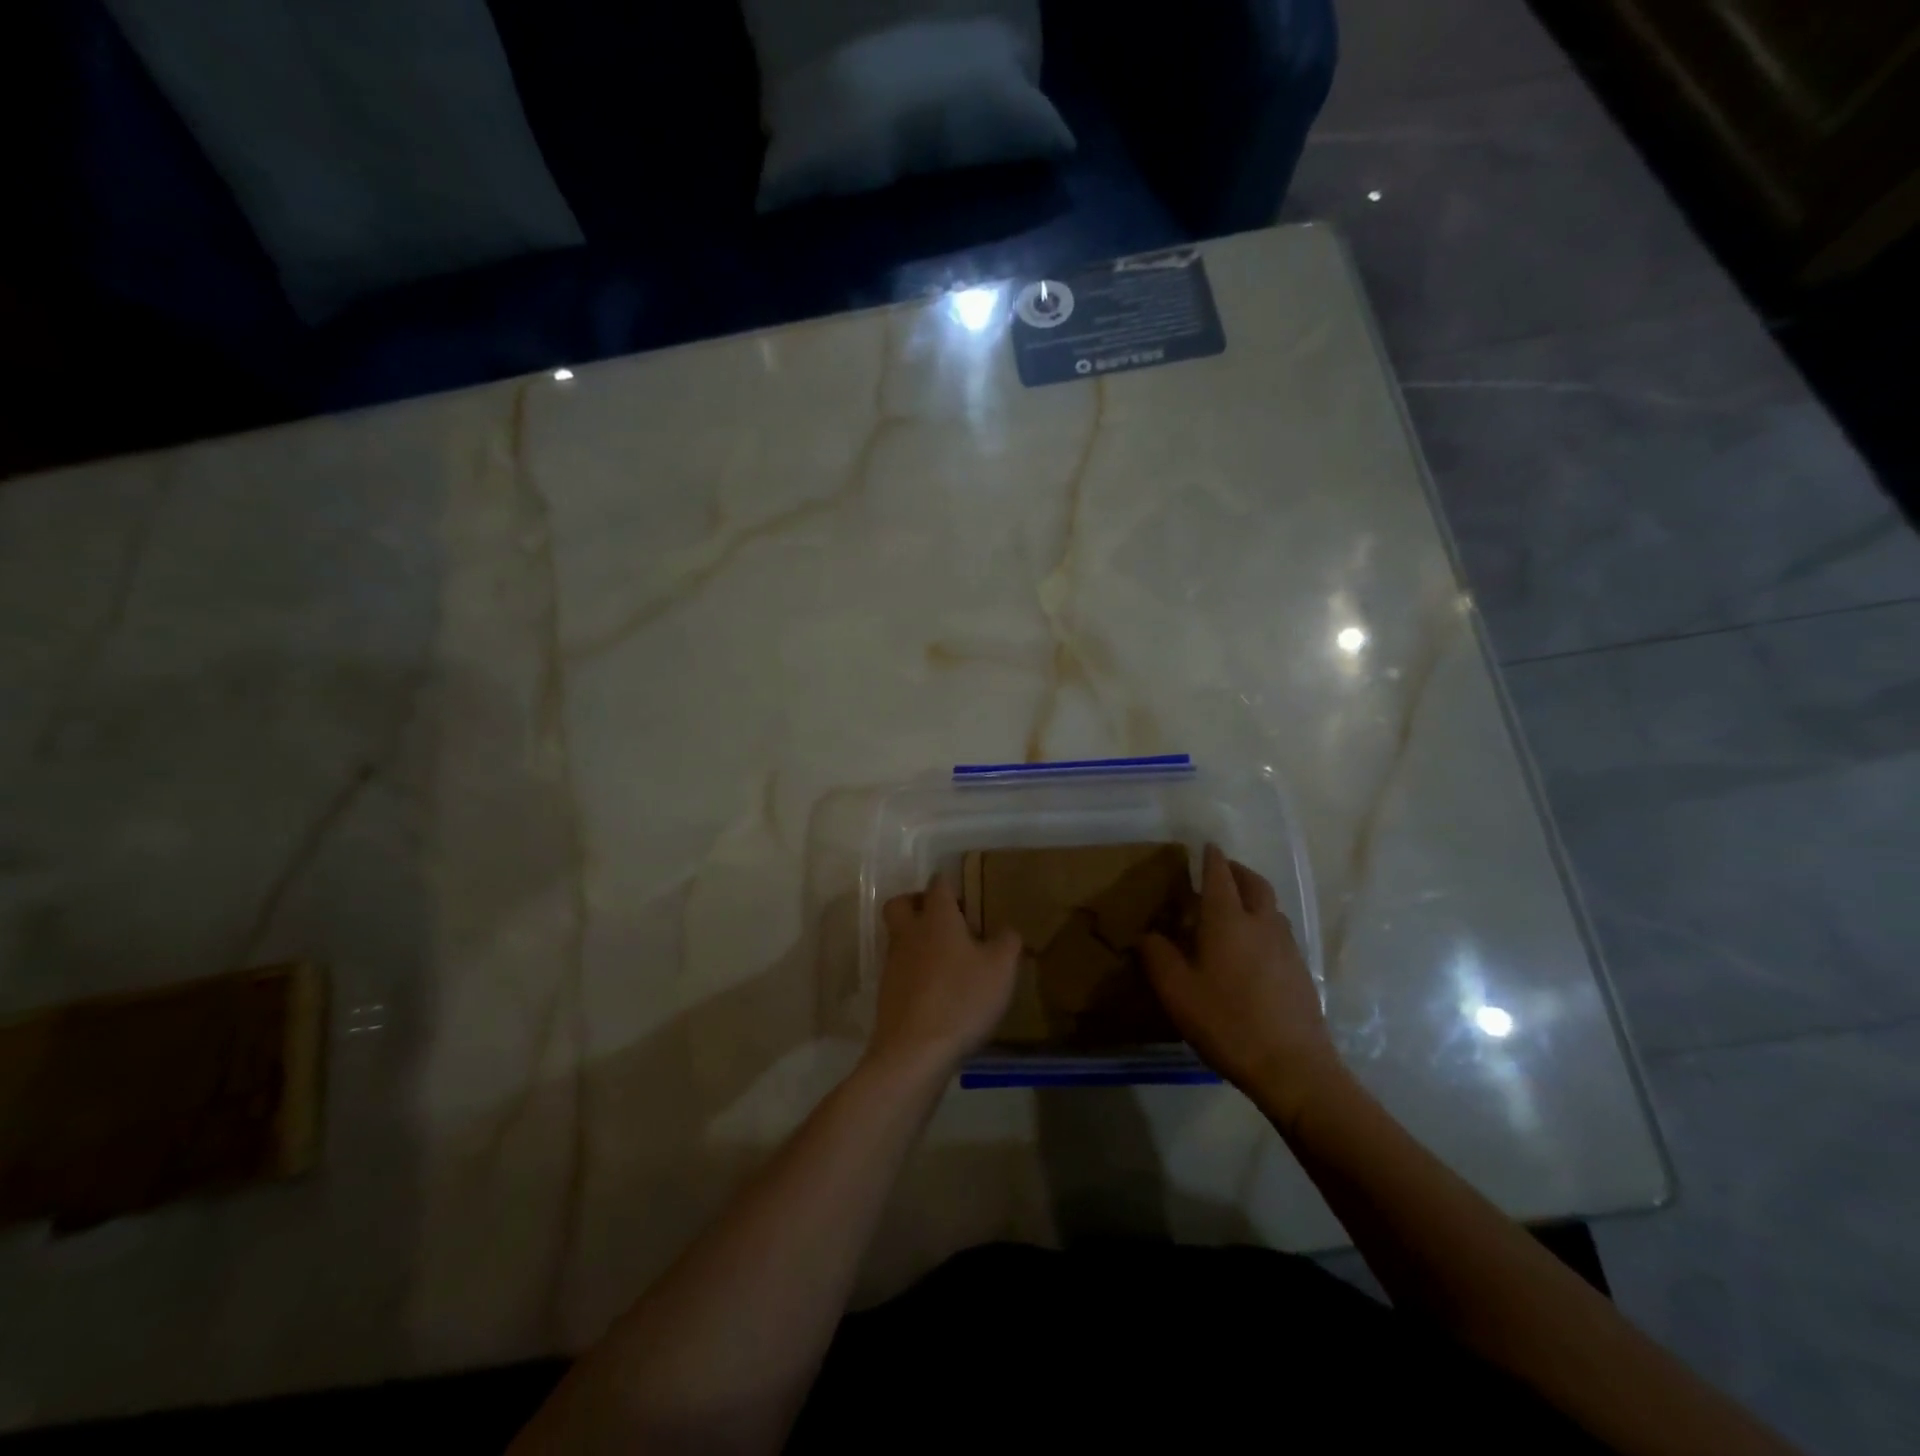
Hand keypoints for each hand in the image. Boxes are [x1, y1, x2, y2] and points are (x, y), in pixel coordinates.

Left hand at [869, 875, 1019, 1082]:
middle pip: (902, 903)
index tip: (967, 897)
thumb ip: (1007, 943)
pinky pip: (900, 969)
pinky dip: (916, 971)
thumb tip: (1006, 931)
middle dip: (918, 903)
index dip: (950, 885)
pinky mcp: (887, 993)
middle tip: (945, 919)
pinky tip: (939, 991)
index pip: (938, 885)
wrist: (915, 1051)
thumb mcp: (1001, 969)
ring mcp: (893, 964)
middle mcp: (909, 934)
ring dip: (918, 940)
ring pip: (899, 937)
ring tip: (949, 961)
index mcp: (937, 919)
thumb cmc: (962, 999)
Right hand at [1141, 845, 1342, 1130]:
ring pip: (1271, 906)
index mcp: (1227, 920)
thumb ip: (1157, 956)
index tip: (1206, 846)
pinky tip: (1253, 946)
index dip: (1211, 858)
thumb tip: (1147, 934)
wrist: (1292, 1066)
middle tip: (1221, 870)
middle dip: (1237, 870)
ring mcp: (1286, 946)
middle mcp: (1261, 923)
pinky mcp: (1300, 970)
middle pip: (1253, 883)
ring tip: (1235, 906)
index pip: (1219, 876)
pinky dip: (1264, 922)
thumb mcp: (1176, 991)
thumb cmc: (1226, 1022)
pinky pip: (1280, 931)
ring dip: (1253, 895)